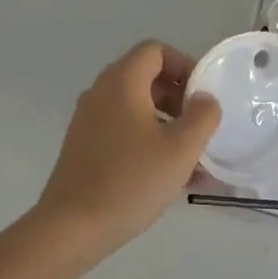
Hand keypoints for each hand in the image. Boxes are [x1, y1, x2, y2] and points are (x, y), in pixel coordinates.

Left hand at [34, 41, 221, 254]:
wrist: (72, 227)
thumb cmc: (131, 181)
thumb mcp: (181, 149)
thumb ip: (202, 116)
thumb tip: (205, 99)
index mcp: (122, 82)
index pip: (155, 50)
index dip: (184, 64)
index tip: (203, 94)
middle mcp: (101, 93)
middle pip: (146, 78)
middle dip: (179, 98)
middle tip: (200, 126)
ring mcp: (89, 121)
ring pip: (136, 108)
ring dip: (167, 124)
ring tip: (194, 158)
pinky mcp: (84, 147)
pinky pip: (123, 131)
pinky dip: (148, 142)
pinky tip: (171, 177)